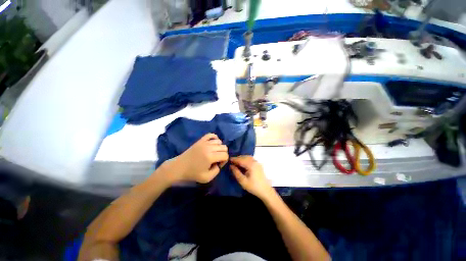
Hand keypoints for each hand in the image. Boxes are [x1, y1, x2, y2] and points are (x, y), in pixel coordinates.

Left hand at [169, 133, 228, 183]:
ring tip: (214, 153)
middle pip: (224, 147)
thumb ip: (217, 171)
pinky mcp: (200, 140)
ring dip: (219, 148)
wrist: (179, 167)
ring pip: (219, 141)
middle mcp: (209, 147)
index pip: (225, 155)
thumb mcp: (207, 178)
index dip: (224, 161)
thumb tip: (219, 163)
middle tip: (216, 159)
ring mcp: (204, 142)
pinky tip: (213, 144)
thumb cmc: (192, 173)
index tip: (217, 165)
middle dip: (223, 154)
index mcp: (210, 157)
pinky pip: (211, 135)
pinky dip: (215, 138)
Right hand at [230, 156, 274, 199]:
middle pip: (244, 157)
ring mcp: (257, 162)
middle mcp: (254, 161)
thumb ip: (236, 173)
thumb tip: (231, 166)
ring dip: (242, 158)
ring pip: (248, 157)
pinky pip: (251, 159)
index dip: (234, 159)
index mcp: (251, 165)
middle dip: (238, 158)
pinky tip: (243, 162)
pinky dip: (246, 159)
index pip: (241, 160)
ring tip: (236, 161)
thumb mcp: (243, 181)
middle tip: (232, 160)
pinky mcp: (258, 165)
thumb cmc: (253, 187)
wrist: (265, 190)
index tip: (229, 159)